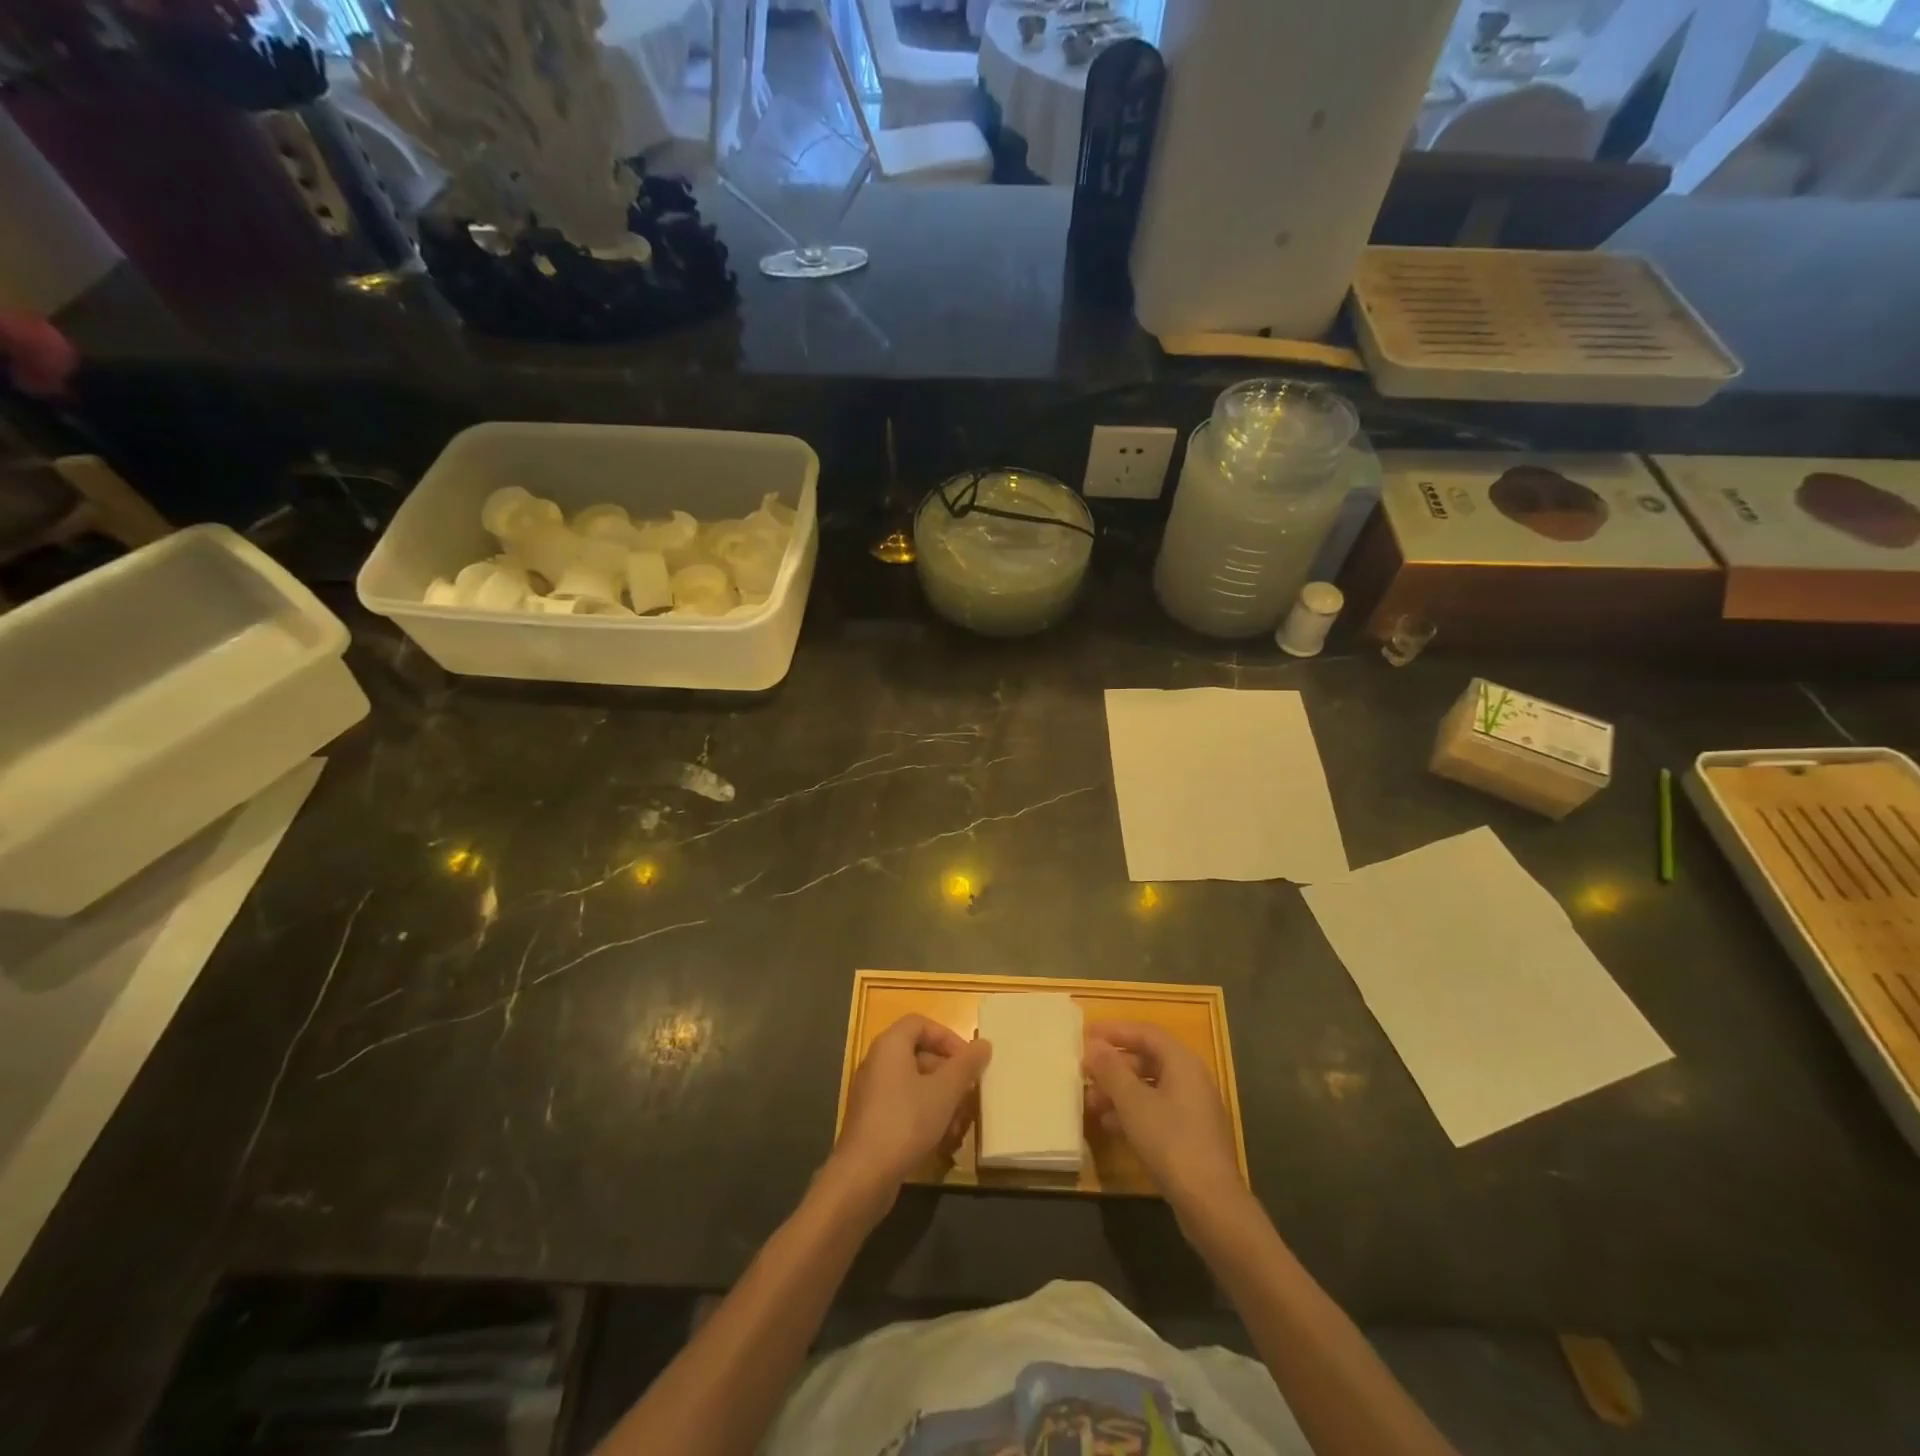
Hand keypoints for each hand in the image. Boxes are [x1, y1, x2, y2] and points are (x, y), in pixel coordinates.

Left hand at [830, 1014, 991, 1208]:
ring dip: (942, 1101)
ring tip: (960, 1125)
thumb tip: (984, 1044)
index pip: (921, 1024)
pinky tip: (943, 1142)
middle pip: (920, 1055)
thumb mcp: (945, 1091)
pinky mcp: (872, 1121)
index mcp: (890, 1045)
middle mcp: (877, 1062)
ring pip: (915, 1085)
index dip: (948, 1037)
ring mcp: (872, 1093)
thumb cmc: (906, 1122)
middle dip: (950, 1076)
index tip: (968, 1061)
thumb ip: (966, 1065)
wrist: (863, 1176)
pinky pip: (904, 1107)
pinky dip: (926, 1117)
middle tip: (969, 1096)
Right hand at [1085, 1021, 1245, 1216]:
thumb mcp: (1133, 1103)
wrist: (1211, 1204)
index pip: (1146, 1032)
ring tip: (1091, 1101)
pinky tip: (1110, 1126)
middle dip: (1114, 1065)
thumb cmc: (1171, 1141)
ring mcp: (1193, 1109)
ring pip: (1149, 1087)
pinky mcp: (1190, 1136)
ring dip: (1119, 1091)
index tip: (1087, 1034)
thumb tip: (1093, 1045)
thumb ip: (1111, 1070)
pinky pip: (1156, 1111)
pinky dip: (1132, 1112)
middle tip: (1085, 1072)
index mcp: (1182, 1062)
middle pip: (1147, 1059)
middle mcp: (1191, 1079)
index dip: (1115, 1030)